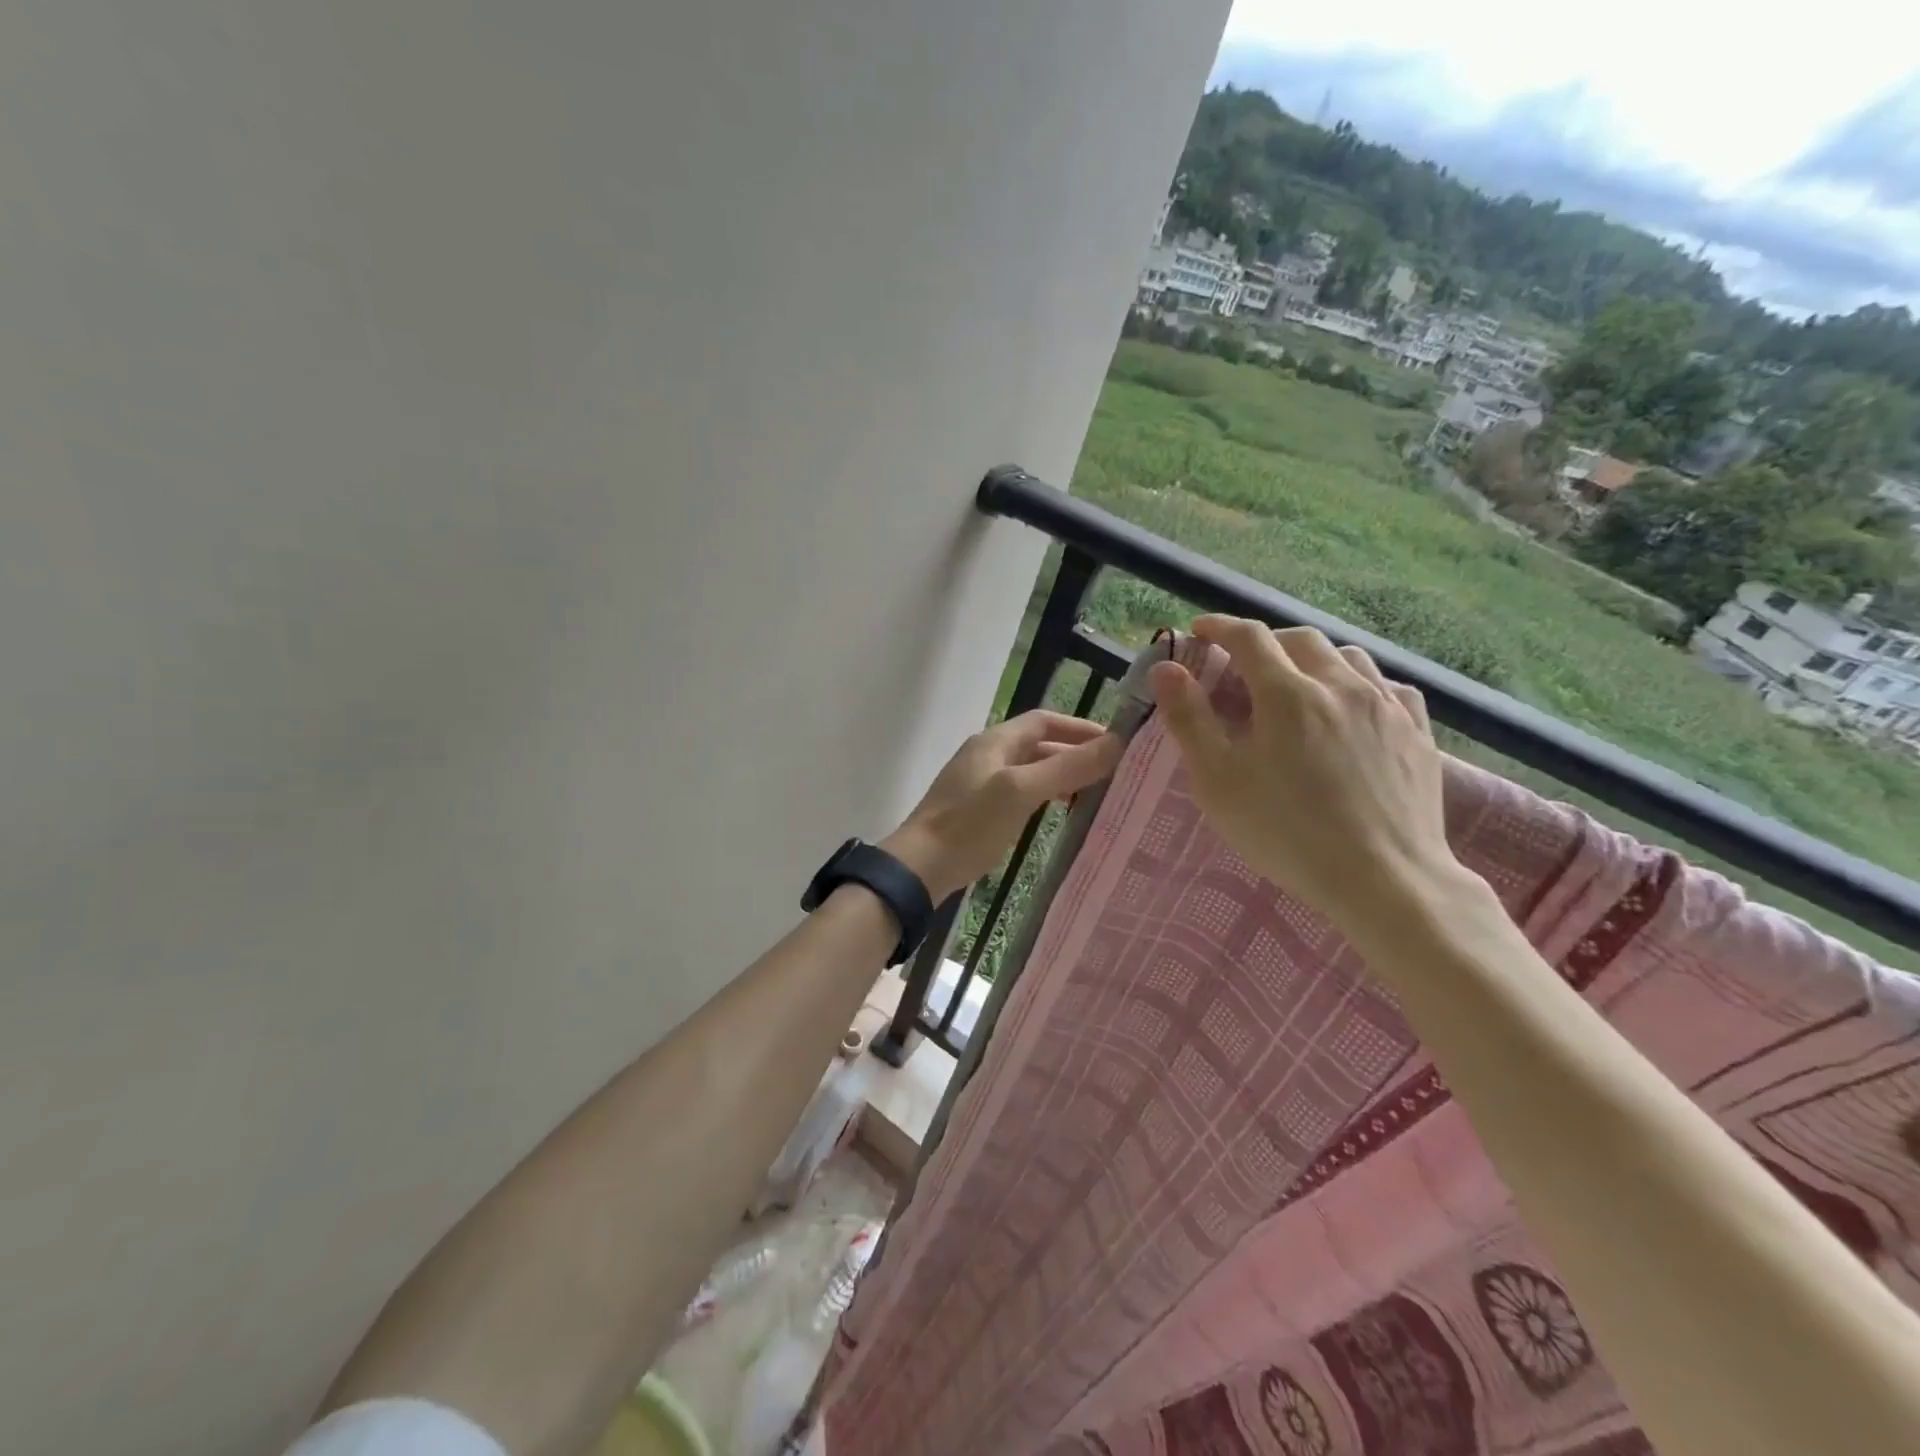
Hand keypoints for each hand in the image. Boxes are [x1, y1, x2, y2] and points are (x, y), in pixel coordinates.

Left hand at [882, 710, 1122, 901]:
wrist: (919, 868)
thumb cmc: (970, 824)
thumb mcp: (1021, 791)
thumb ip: (1067, 767)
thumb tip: (1116, 743)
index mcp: (995, 741)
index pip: (1045, 720)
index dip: (1080, 728)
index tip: (1115, 744)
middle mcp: (988, 755)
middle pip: (1039, 745)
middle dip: (1075, 754)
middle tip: (1113, 774)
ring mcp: (980, 783)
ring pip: (1031, 770)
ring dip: (1061, 776)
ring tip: (1094, 794)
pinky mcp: (978, 810)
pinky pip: (1020, 793)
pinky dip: (1044, 796)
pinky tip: (1059, 814)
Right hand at [1149, 615, 1462, 934]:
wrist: (1384, 880)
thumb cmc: (1287, 832)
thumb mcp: (1219, 781)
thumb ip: (1189, 719)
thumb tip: (1166, 668)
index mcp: (1288, 694)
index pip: (1249, 637)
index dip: (1219, 627)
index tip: (1200, 631)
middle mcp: (1340, 685)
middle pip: (1300, 639)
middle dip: (1266, 642)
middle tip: (1244, 664)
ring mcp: (1387, 707)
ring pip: (1348, 657)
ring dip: (1314, 658)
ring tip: (1298, 683)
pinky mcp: (1418, 733)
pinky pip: (1388, 687)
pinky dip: (1359, 683)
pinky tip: (1353, 706)